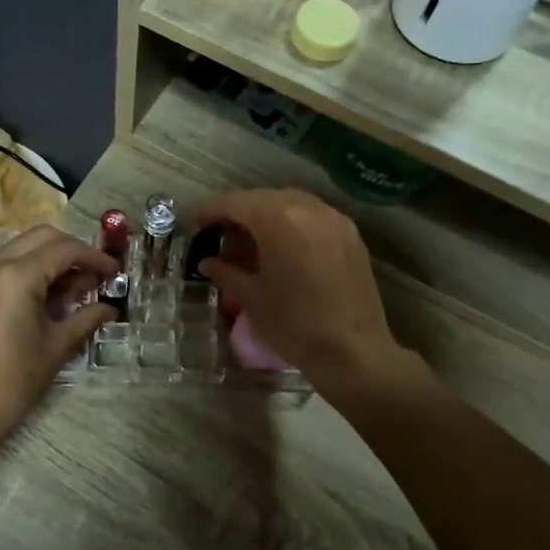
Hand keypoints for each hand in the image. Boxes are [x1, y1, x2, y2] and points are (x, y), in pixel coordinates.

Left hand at [0, 225, 115, 447]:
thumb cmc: (14, 381)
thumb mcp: (57, 347)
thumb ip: (87, 318)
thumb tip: (111, 308)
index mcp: (17, 275)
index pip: (65, 249)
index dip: (95, 258)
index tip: (116, 273)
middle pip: (43, 237)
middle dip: (73, 251)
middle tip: (96, 277)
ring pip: (23, 247)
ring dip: (52, 259)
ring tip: (77, 290)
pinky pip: (6, 264)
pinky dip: (31, 269)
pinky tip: (49, 297)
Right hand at [190, 189, 403, 393]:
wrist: (353, 351)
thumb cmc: (294, 324)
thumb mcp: (252, 298)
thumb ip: (226, 273)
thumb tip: (208, 262)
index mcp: (278, 219)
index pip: (236, 203)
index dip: (211, 210)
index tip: (196, 223)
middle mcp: (308, 208)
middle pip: (264, 198)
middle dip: (240, 210)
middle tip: (221, 231)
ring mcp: (334, 220)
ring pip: (292, 203)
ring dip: (268, 214)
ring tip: (252, 237)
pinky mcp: (351, 236)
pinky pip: (314, 217)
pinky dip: (293, 223)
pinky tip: (284, 246)